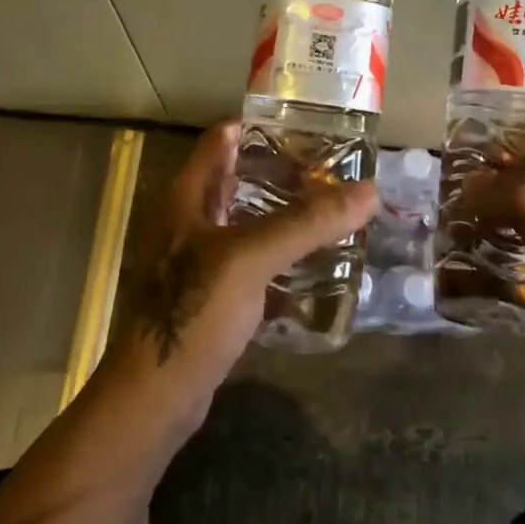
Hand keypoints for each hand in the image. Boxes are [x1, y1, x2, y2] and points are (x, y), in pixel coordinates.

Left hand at [106, 120, 375, 430]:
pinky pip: (252, 257)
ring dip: (285, 211)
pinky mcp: (212, 292)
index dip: (264, 125)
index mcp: (187, 195)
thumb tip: (369, 191)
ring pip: (248, 218)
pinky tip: (315, 258)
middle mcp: (190, 218)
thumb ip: (306, 222)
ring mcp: (199, 257)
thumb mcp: (250, 258)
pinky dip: (280, 250)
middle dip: (285, 170)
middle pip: (240, 176)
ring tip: (335, 208)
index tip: (312, 126)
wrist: (155, 398)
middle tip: (336, 169)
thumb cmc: (193, 312)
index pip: (224, 137)